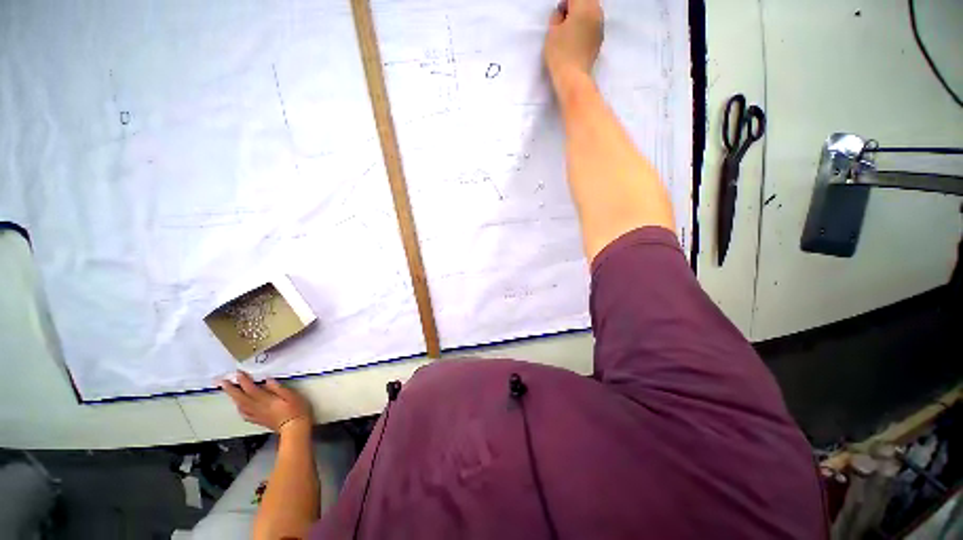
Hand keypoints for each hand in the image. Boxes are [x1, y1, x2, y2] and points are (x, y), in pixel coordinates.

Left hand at [220, 371, 312, 432]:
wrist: (294, 429)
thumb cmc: (297, 410)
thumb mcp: (292, 395)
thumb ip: (278, 388)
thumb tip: (267, 380)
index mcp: (266, 400)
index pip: (251, 389)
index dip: (244, 381)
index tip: (238, 373)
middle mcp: (258, 407)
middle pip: (241, 398)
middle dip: (231, 389)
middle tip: (223, 381)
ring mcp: (257, 415)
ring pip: (240, 405)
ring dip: (232, 397)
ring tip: (227, 390)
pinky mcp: (258, 420)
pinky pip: (244, 414)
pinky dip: (239, 408)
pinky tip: (238, 406)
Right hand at [544, 0, 603, 86]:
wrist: (573, 78)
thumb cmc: (560, 54)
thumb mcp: (551, 32)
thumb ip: (557, 16)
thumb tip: (562, 12)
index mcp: (584, 6)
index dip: (565, 3)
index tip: (558, 13)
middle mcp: (596, 12)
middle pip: (586, 1)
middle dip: (575, 6)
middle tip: (563, 20)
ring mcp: (600, 26)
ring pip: (591, 11)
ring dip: (581, 15)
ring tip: (569, 29)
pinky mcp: (599, 39)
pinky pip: (593, 24)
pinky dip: (585, 26)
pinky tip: (576, 38)